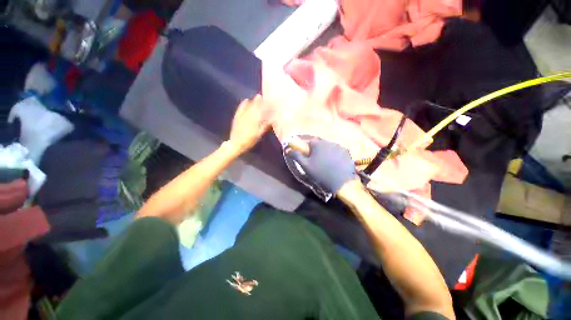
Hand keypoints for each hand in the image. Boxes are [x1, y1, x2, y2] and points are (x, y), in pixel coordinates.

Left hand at [228, 95, 270, 153]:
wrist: (236, 143)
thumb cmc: (249, 141)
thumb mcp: (259, 135)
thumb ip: (265, 126)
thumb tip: (272, 119)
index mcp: (255, 121)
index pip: (262, 111)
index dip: (267, 106)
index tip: (271, 102)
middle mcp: (249, 116)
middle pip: (255, 107)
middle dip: (260, 101)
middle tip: (265, 96)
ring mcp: (242, 116)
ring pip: (249, 107)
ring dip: (253, 101)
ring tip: (258, 96)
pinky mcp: (237, 117)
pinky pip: (240, 109)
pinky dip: (243, 104)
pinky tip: (246, 100)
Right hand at [286, 138, 357, 193]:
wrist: (342, 183)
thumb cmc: (321, 174)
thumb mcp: (306, 166)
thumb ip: (296, 156)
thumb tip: (288, 149)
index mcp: (318, 144)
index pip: (309, 142)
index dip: (307, 149)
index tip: (308, 157)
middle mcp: (329, 142)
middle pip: (320, 144)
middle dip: (317, 151)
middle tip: (317, 162)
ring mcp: (339, 146)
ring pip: (329, 147)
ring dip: (326, 153)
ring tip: (327, 164)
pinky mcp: (347, 152)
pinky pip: (338, 151)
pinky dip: (335, 155)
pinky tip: (336, 164)